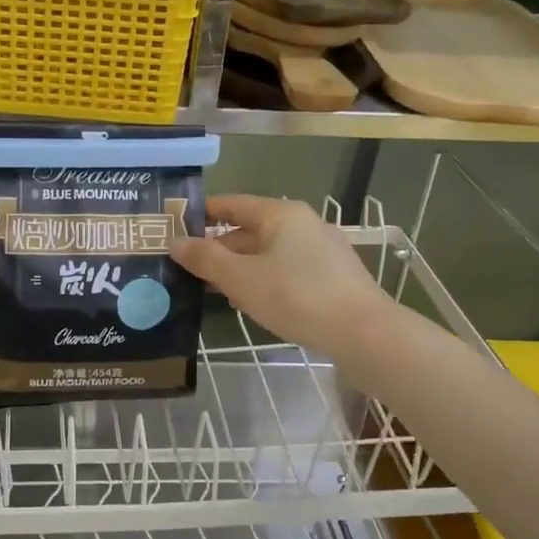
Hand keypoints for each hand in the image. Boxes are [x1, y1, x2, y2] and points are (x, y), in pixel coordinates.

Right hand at [170, 195, 389, 358]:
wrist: (364, 334)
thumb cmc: (297, 297)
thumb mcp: (241, 279)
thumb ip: (205, 258)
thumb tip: (175, 242)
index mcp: (281, 214)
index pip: (232, 204)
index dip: (202, 214)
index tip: (175, 227)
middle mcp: (303, 223)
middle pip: (250, 229)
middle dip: (219, 248)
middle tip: (188, 267)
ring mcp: (322, 250)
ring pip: (269, 252)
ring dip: (240, 267)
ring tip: (213, 288)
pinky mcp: (334, 276)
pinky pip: (287, 268)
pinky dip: (264, 278)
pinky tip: (252, 301)